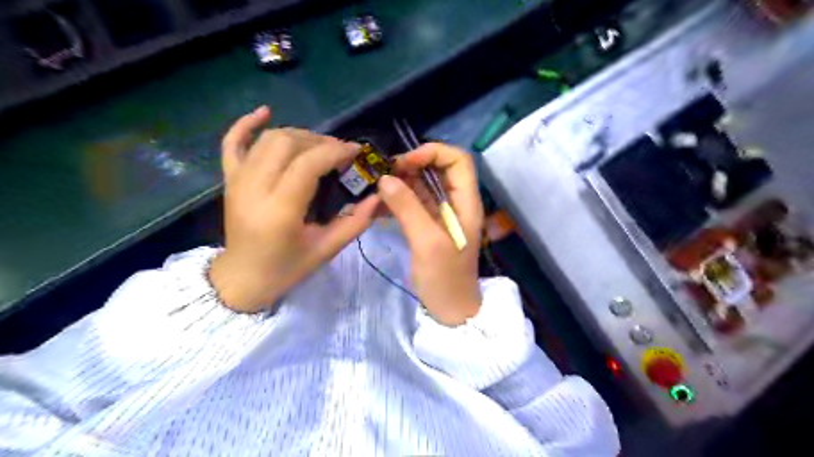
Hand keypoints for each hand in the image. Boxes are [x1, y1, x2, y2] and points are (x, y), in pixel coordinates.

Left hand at [208, 107, 377, 313]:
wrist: (242, 279)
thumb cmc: (287, 269)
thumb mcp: (327, 250)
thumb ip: (355, 222)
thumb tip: (378, 196)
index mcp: (280, 210)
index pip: (308, 164)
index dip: (335, 151)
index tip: (356, 151)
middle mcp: (255, 189)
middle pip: (287, 143)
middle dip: (319, 141)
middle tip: (340, 152)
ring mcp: (238, 181)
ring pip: (268, 139)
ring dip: (298, 135)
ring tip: (319, 145)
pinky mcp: (229, 180)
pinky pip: (232, 143)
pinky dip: (246, 124)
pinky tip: (265, 112)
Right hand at [380, 143, 485, 323]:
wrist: (450, 310)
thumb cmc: (445, 278)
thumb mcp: (427, 242)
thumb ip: (408, 208)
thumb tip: (385, 178)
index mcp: (465, 202)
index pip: (457, 160)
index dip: (432, 153)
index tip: (404, 164)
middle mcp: (455, 202)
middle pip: (437, 169)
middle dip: (411, 166)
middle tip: (384, 175)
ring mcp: (441, 214)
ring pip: (422, 185)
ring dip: (400, 183)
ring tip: (375, 189)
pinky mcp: (427, 225)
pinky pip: (413, 203)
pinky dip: (396, 200)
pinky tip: (377, 205)